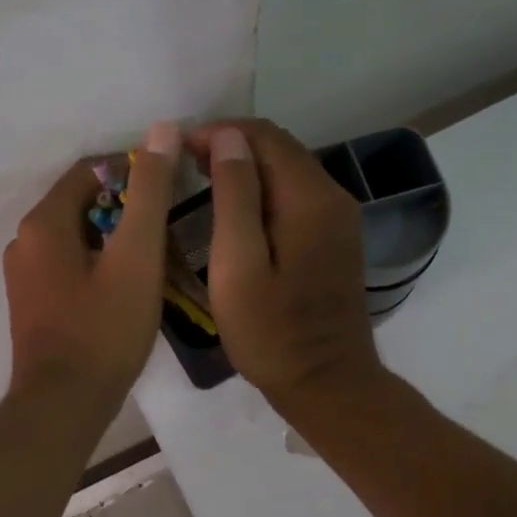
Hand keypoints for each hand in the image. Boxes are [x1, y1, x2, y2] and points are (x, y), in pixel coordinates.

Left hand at [2, 121, 180, 405]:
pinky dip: (98, 262)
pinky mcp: (32, 302)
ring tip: (154, 256)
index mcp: (43, 222)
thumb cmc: (105, 329)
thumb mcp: (137, 257)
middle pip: (81, 203)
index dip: (131, 170)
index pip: (89, 171)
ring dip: (113, 237)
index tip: (169, 185)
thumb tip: (161, 130)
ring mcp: (24, 275)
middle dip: (125, 206)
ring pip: (76, 236)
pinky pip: (68, 264)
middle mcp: (24, 241)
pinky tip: (127, 285)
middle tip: (167, 226)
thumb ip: (149, 192)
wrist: (64, 404)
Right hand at [187, 119, 383, 411]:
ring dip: (245, 168)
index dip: (218, 132)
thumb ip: (234, 195)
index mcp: (310, 198)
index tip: (177, 148)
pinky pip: (295, 195)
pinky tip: (234, 210)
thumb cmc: (272, 333)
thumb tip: (227, 137)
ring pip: (287, 170)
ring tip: (199, 181)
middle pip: (279, 148)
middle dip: (230, 146)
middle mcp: (332, 196)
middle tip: (183, 164)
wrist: (327, 384)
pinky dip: (262, 190)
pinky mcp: (335, 238)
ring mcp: (338, 218)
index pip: (263, 137)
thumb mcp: (238, 265)